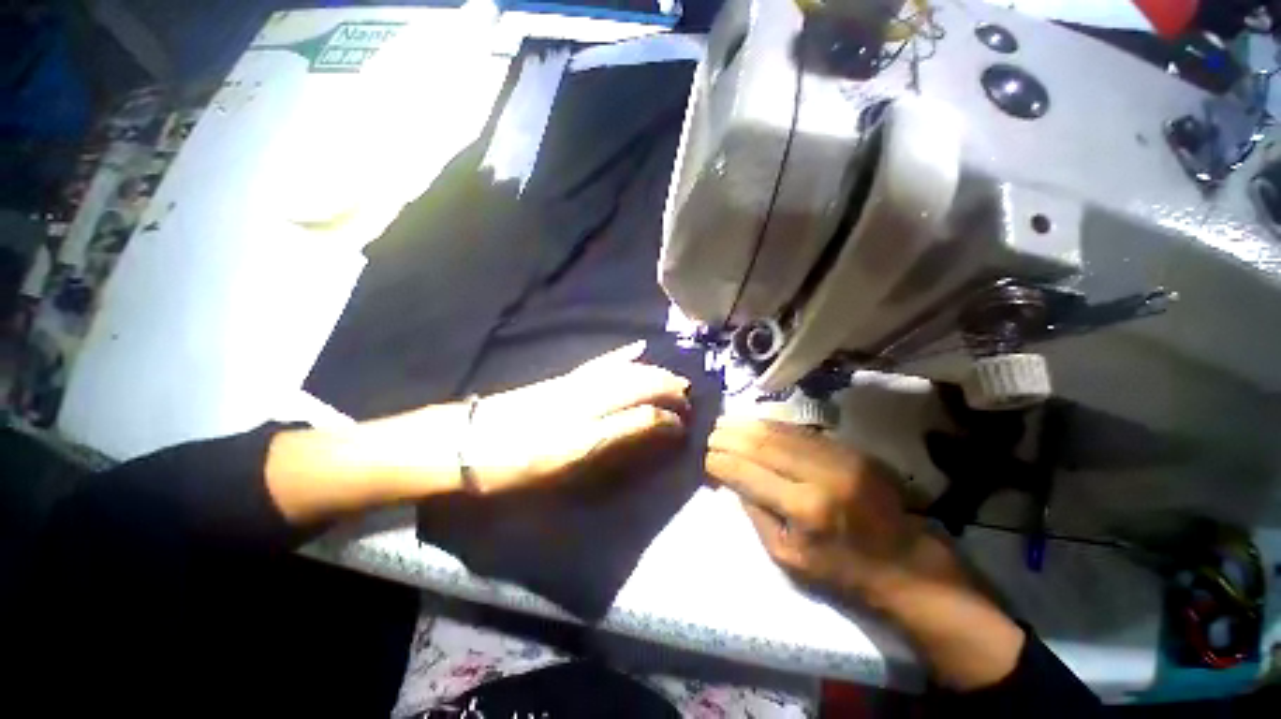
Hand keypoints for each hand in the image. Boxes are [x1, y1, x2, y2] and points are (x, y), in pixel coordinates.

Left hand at [460, 341, 689, 493]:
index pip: (645, 405)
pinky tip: (634, 351)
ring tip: (672, 379)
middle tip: (688, 397)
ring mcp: (575, 382)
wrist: (467, 443)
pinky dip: (622, 357)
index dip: (670, 413)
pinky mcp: (563, 380)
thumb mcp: (570, 459)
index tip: (688, 423)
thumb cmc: (519, 461)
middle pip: (638, 381)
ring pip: (624, 370)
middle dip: (667, 387)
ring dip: (652, 373)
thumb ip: (619, 437)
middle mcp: (589, 391)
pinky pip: (601, 364)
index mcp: (593, 413)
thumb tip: (659, 424)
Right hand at [705, 417, 926, 604]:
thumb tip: (732, 478)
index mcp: (805, 508)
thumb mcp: (787, 557)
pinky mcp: (849, 448)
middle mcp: (821, 474)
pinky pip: (800, 430)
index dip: (721, 462)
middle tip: (710, 434)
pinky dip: (771, 426)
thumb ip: (756, 513)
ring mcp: (839, 456)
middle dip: (729, 437)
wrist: (904, 561)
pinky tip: (754, 424)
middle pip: (763, 444)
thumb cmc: (841, 569)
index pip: (748, 473)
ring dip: (747, 425)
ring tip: (724, 424)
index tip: (704, 457)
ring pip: (780, 431)